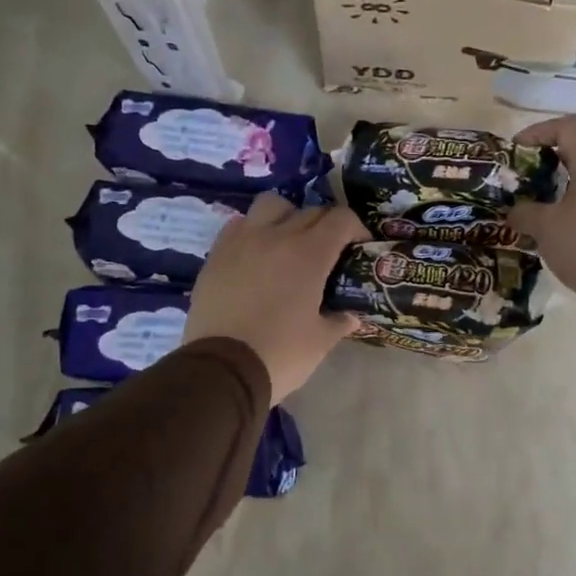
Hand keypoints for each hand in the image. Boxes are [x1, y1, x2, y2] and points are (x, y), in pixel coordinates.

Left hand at [184, 194, 366, 400]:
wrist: (220, 370)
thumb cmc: (280, 355)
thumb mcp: (320, 342)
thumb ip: (339, 321)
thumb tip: (350, 315)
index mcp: (309, 254)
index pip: (341, 219)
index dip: (356, 229)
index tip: (358, 247)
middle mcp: (277, 236)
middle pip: (310, 211)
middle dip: (326, 226)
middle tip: (328, 252)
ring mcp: (243, 241)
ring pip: (270, 205)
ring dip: (286, 216)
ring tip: (287, 242)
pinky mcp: (216, 254)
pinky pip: (239, 225)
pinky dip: (253, 231)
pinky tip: (255, 255)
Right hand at [507, 118, 575, 315]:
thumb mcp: (545, 227)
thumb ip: (523, 212)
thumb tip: (513, 211)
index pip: (566, 128)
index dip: (537, 131)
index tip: (515, 150)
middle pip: (572, 156)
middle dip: (540, 166)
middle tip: (517, 184)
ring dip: (552, 193)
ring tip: (528, 212)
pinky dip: (565, 213)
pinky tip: (549, 235)